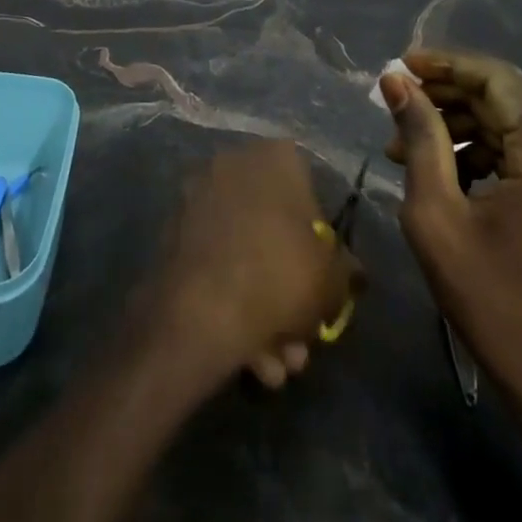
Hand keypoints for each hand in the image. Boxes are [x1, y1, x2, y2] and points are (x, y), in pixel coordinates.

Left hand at [149, 140, 361, 389]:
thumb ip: (345, 271)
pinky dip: (231, 302)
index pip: (309, 191)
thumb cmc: (278, 277)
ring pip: (244, 253)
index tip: (323, 285)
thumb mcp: (332, 280)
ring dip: (264, 310)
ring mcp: (198, 195)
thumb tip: (349, 271)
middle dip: (289, 291)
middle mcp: (233, 163)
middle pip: (274, 230)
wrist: (199, 310)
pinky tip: (248, 356)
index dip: (321, 244)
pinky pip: (215, 263)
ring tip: (276, 364)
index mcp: (275, 158)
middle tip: (300, 338)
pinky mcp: (173, 229)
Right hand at [381, 50, 521, 445]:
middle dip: (445, 94)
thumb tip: (395, 80)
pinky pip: (518, 146)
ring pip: (507, 118)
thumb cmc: (488, 297)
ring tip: (404, 141)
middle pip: (503, 95)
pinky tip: (437, 164)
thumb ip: (420, 136)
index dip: (445, 65)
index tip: (400, 66)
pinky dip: (477, 146)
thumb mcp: (436, 213)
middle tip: (395, 103)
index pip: (496, 80)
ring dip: (457, 122)